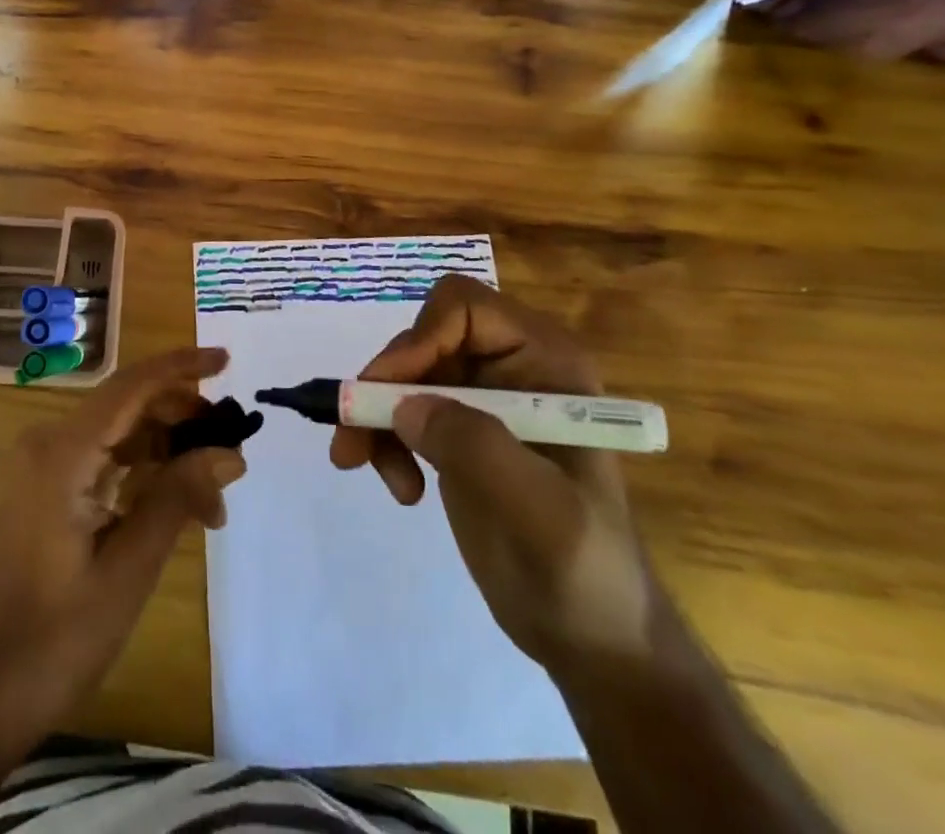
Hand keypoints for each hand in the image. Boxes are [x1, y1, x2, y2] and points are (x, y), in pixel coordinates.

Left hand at [0, 347, 245, 728]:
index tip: (227, 360)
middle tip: (232, 457)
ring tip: (214, 501)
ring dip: (168, 455)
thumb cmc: (57, 635)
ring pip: (120, 434)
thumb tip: (230, 453)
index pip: (131, 386)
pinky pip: (104, 460)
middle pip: (128, 407)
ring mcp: (44, 466)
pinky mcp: (46, 489)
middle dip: (183, 423)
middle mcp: (50, 443)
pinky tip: (178, 506)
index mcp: (63, 452)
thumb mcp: (130, 568)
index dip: (181, 367)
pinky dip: (143, 474)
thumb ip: (178, 497)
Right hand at [329, 275, 659, 671]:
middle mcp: (511, 365)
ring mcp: (482, 397)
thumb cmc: (583, 570)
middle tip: (353, 435)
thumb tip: (404, 405)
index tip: (386, 393)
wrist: (591, 637)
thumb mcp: (538, 510)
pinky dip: (383, 439)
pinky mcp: (458, 429)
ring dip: (374, 417)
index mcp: (545, 361)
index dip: (419, 339)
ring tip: (362, 466)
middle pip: (422, 339)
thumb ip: (475, 445)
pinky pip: (401, 408)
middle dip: (384, 385)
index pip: (464, 308)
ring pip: (403, 374)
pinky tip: (400, 487)